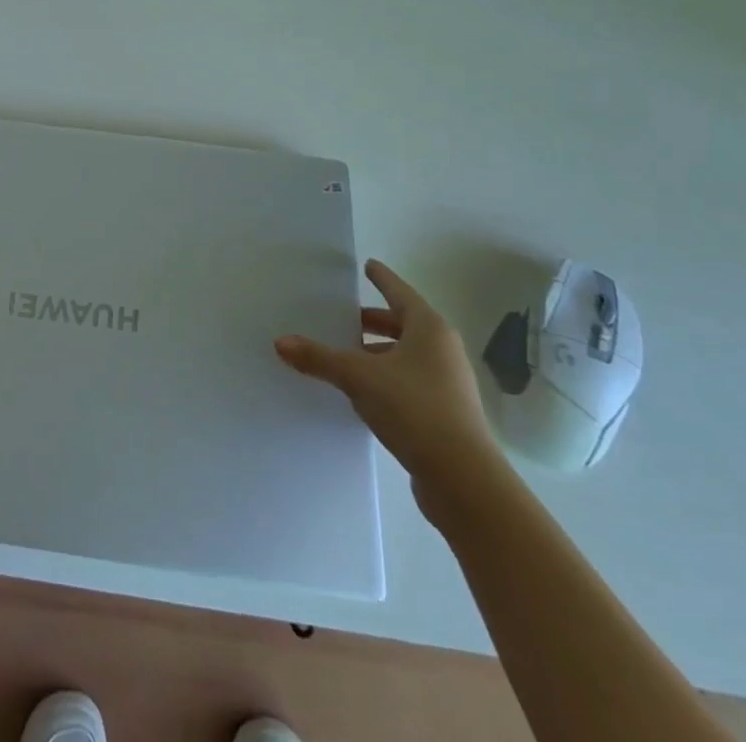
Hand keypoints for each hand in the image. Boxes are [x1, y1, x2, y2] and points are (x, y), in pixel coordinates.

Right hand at [276, 259, 503, 519]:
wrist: (464, 480)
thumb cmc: (415, 409)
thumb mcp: (359, 378)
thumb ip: (319, 358)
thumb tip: (281, 342)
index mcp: (429, 329)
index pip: (399, 292)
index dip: (382, 278)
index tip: (368, 265)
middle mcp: (442, 350)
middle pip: (402, 325)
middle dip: (372, 322)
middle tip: (342, 318)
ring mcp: (447, 384)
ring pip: (404, 356)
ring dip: (376, 354)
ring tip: (343, 357)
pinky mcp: (445, 414)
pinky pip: (408, 383)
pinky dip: (385, 379)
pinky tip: (361, 393)